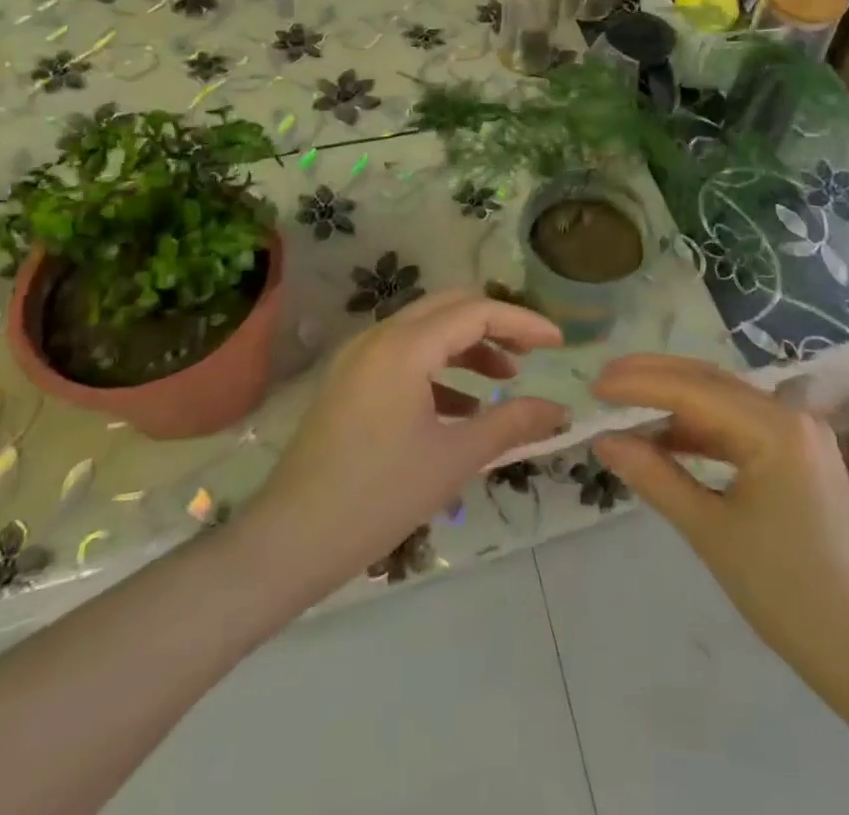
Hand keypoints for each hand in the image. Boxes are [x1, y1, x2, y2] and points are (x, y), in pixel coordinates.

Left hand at [244, 292, 568, 597]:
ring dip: (468, 346)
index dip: (523, 322)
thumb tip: (560, 410)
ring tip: (503, 379)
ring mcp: (359, 358)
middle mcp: (380, 337)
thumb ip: (512, 423)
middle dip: (496, 324)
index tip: (558, 343)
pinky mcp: (349, 381)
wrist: (288, 542)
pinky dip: (439, 368)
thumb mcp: (454, 458)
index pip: (477, 311)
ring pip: (426, 330)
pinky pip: (404, 355)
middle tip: (531, 352)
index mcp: (405, 346)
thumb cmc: (378, 496)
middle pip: (450, 307)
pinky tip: (461, 406)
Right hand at [592, 356, 848, 690]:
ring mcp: (799, 429)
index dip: (640, 384)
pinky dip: (702, 427)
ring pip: (724, 398)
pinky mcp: (798, 450)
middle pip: (710, 380)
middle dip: (654, 378)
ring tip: (626, 405)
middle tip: (603, 382)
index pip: (694, 389)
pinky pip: (741, 424)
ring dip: (675, 401)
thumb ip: (655, 477)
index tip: (595, 386)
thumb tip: (604, 441)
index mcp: (776, 427)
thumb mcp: (710, 532)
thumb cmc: (786, 593)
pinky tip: (668, 437)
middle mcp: (790, 413)